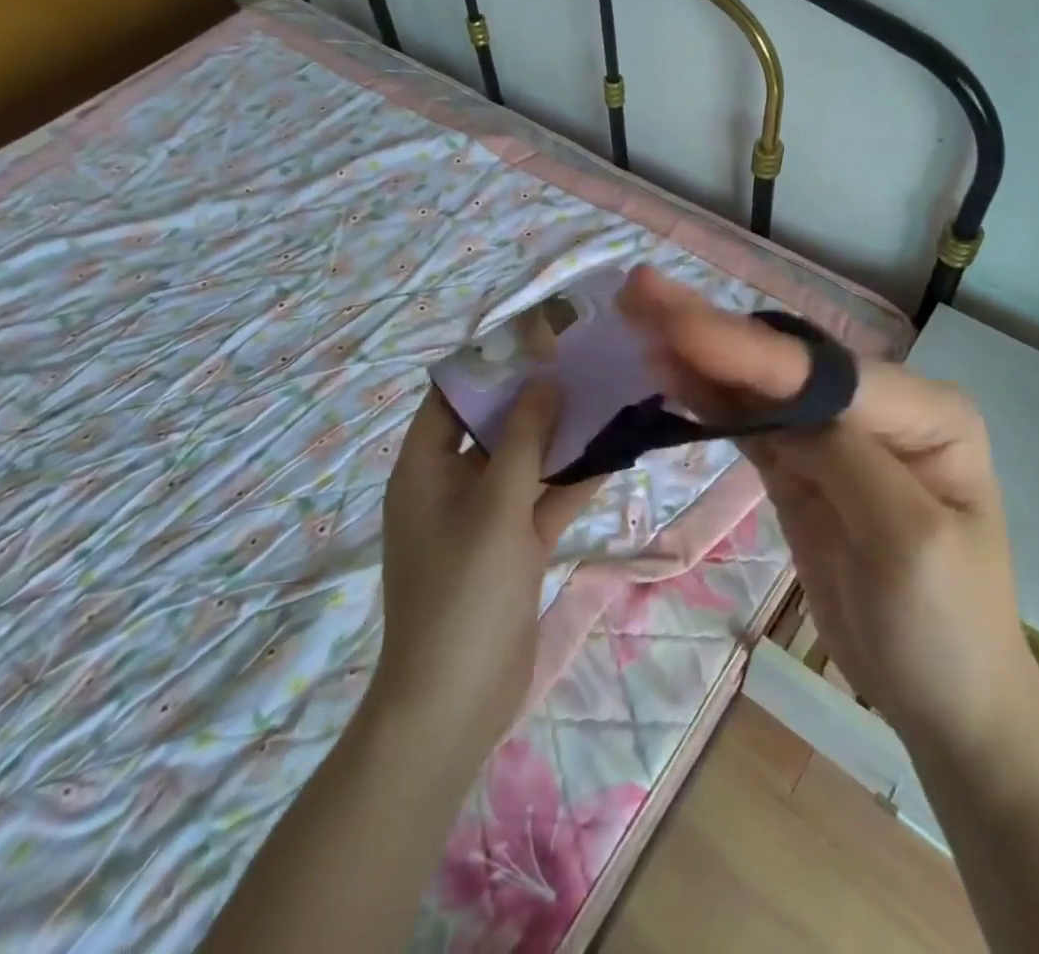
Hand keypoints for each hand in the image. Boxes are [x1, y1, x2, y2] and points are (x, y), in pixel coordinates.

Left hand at [374, 381, 597, 752]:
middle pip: (493, 426)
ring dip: (560, 437)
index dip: (488, 364)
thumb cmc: (465, 589)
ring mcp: (483, 518)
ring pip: (524, 463)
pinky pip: (541, 501)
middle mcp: (450, 484)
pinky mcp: (512, 547)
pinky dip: (570, 481)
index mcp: (425, 467)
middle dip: (535, 397)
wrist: (456, 700)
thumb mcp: (496, 503)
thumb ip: (524, 438)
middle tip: (580, 362)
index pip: (451, 396)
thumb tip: (544, 379)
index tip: (535, 339)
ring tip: (605, 396)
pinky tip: (613, 453)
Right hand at [618, 268, 1038, 759]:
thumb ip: (843, 457)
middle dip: (712, 330)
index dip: (744, 349)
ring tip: (639, 318)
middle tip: (641, 291)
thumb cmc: (945, 626)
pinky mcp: (801, 467)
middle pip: (784, 363)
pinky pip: (749, 424)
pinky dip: (708, 399)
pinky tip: (668, 372)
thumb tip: (770, 401)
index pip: (820, 372)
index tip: (673, 320)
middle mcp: (879, 408)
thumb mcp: (907, 543)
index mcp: (925, 412)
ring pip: (758, 387)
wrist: (944, 703)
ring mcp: (835, 436)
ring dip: (699, 355)